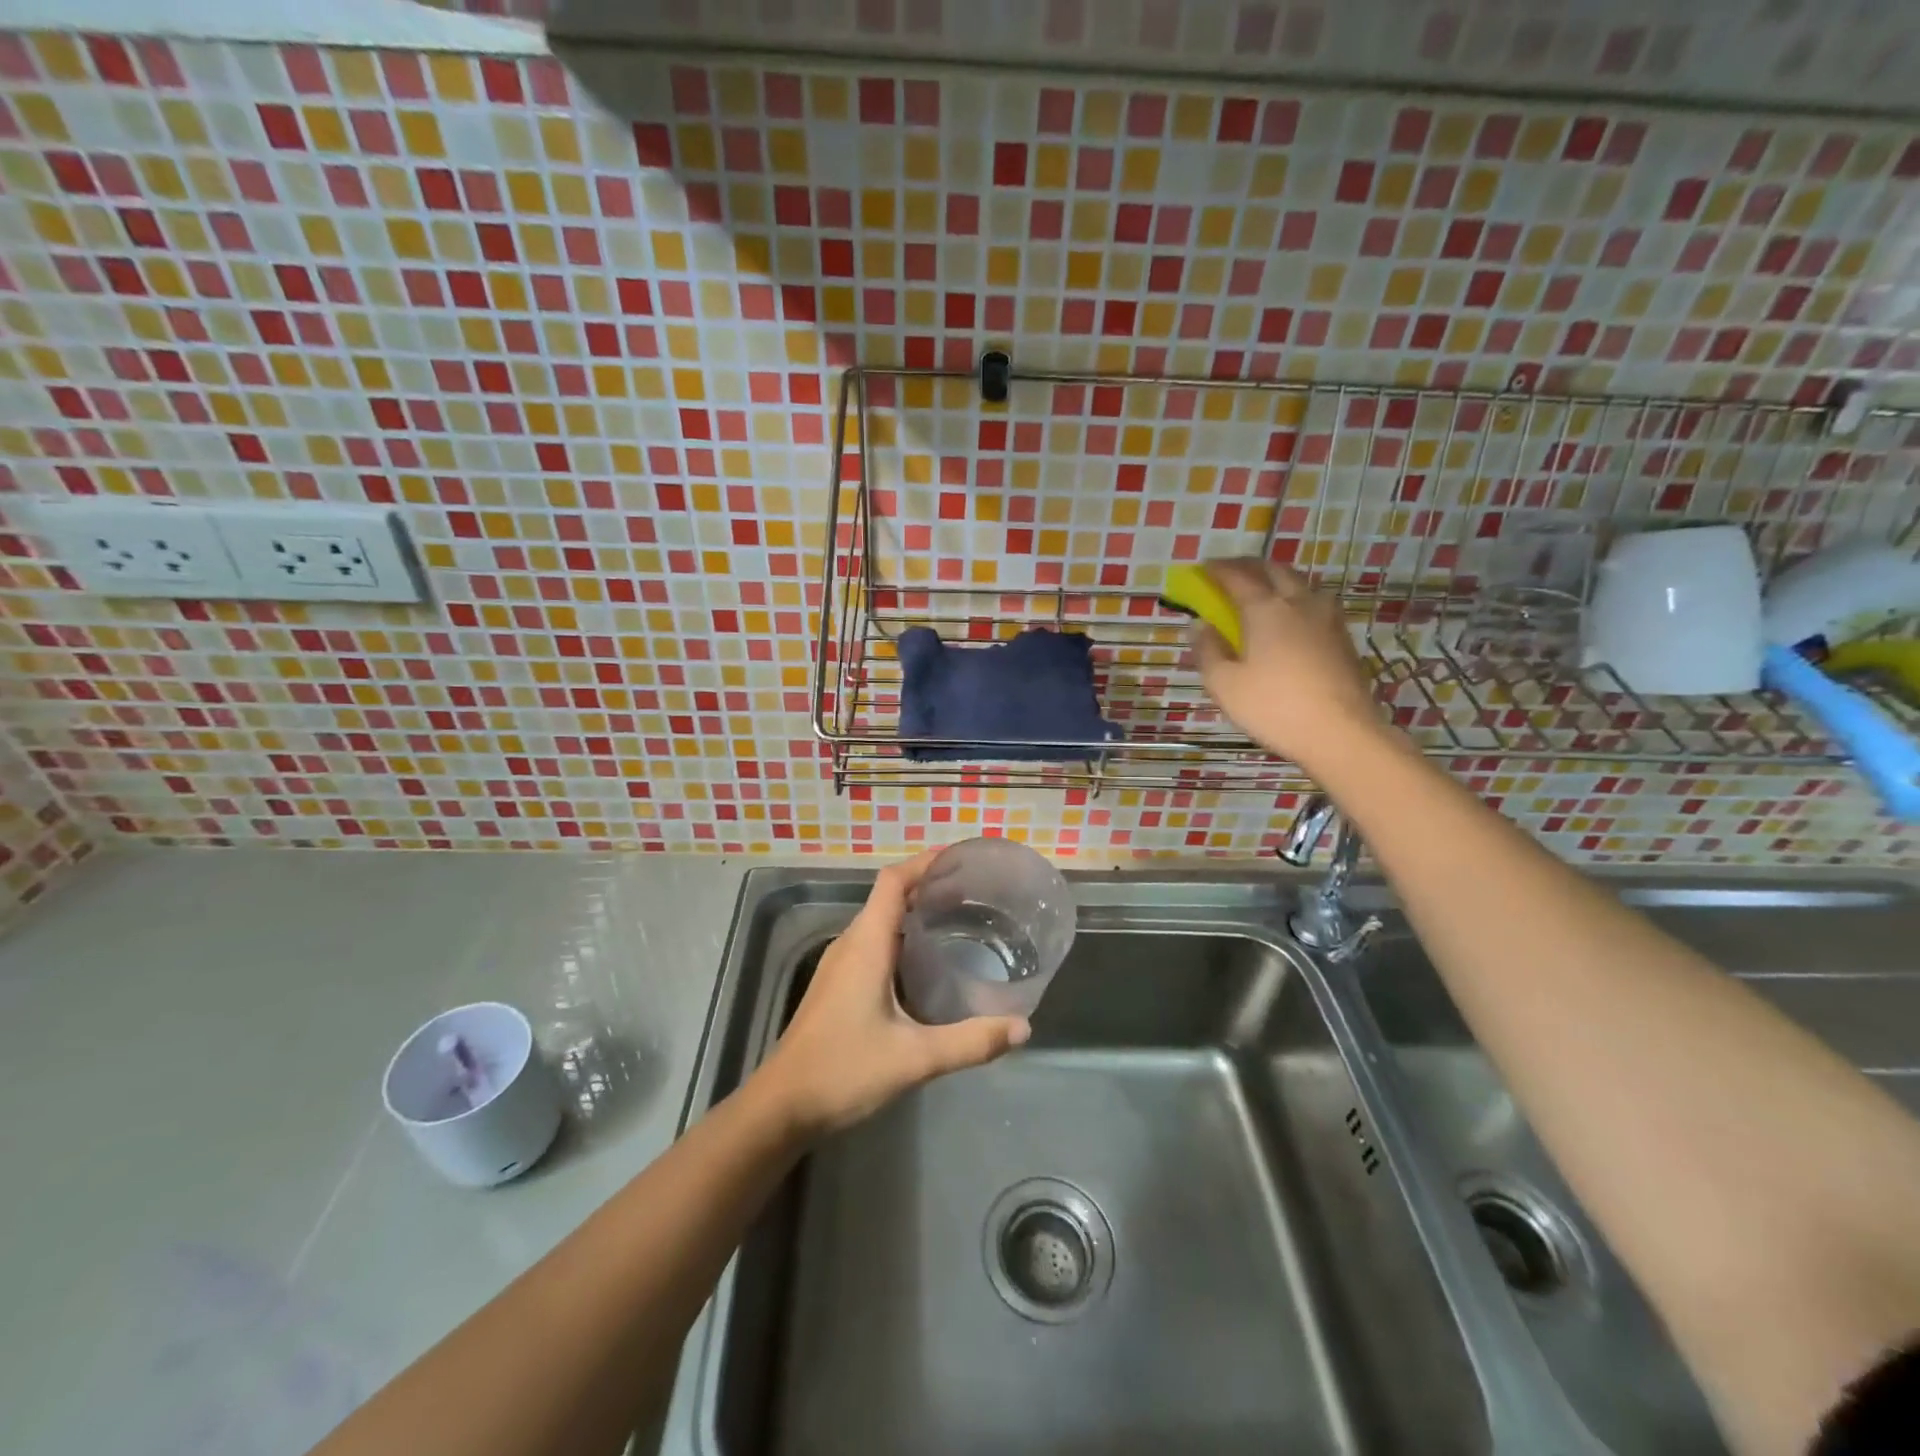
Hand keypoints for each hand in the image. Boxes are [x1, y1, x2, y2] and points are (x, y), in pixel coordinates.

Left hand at [756, 849, 1029, 1137]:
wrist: (781, 1107)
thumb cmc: (843, 1070)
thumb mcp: (914, 1058)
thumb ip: (970, 1042)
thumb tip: (1022, 1027)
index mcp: (866, 944)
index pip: (893, 882)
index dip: (924, 863)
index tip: (960, 858)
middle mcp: (850, 944)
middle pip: (888, 897)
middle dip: (928, 887)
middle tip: (974, 893)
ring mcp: (839, 965)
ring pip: (880, 922)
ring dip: (914, 913)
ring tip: (957, 920)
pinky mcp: (836, 986)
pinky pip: (873, 944)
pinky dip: (901, 938)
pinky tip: (925, 964)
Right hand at [1191, 558, 1381, 765]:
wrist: (1341, 732)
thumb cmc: (1273, 707)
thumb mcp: (1224, 684)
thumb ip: (1208, 651)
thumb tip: (1200, 626)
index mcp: (1265, 609)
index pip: (1238, 577)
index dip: (1218, 570)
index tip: (1203, 568)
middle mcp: (1299, 603)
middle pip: (1275, 570)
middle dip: (1250, 566)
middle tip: (1231, 572)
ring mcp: (1327, 619)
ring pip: (1301, 583)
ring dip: (1278, 579)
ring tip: (1264, 590)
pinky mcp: (1343, 638)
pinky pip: (1316, 604)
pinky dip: (1297, 599)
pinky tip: (1293, 618)